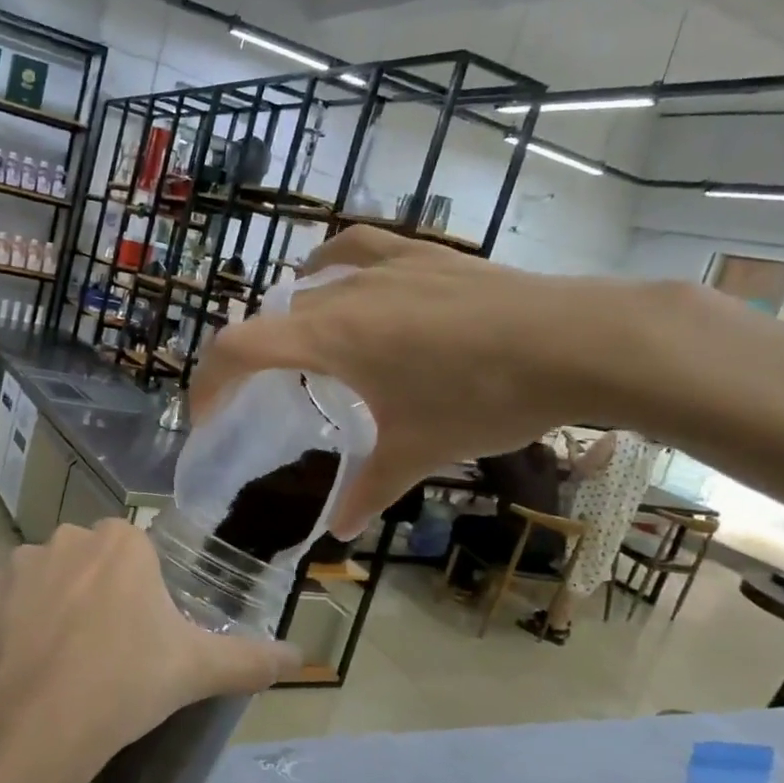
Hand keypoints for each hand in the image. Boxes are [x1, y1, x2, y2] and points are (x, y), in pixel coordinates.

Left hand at [0, 521, 297, 782]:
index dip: (139, 598)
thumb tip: (303, 659)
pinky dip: (7, 621)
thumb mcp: (196, 671)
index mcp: (122, 542)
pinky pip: (0, 599)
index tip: (140, 638)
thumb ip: (250, 659)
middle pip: (90, 564)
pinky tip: (18, 659)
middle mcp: (68, 537)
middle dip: (96, 596)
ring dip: (51, 607)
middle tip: (105, 653)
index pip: (136, 558)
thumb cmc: (124, 685)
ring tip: (59, 662)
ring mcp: (18, 562)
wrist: (31, 727)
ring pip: (44, 579)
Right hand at [193, 227, 631, 536]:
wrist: (578, 341)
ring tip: (299, 344)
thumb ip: (369, 489)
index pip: (238, 348)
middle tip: (263, 399)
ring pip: (311, 281)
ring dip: (290, 314)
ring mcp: (385, 266)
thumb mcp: (420, 451)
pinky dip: (333, 265)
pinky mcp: (424, 255)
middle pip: (271, 319)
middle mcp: (343, 292)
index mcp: (329, 338)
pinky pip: (356, 250)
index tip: (205, 416)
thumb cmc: (484, 397)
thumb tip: (340, 532)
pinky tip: (341, 279)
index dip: (208, 382)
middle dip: (252, 360)